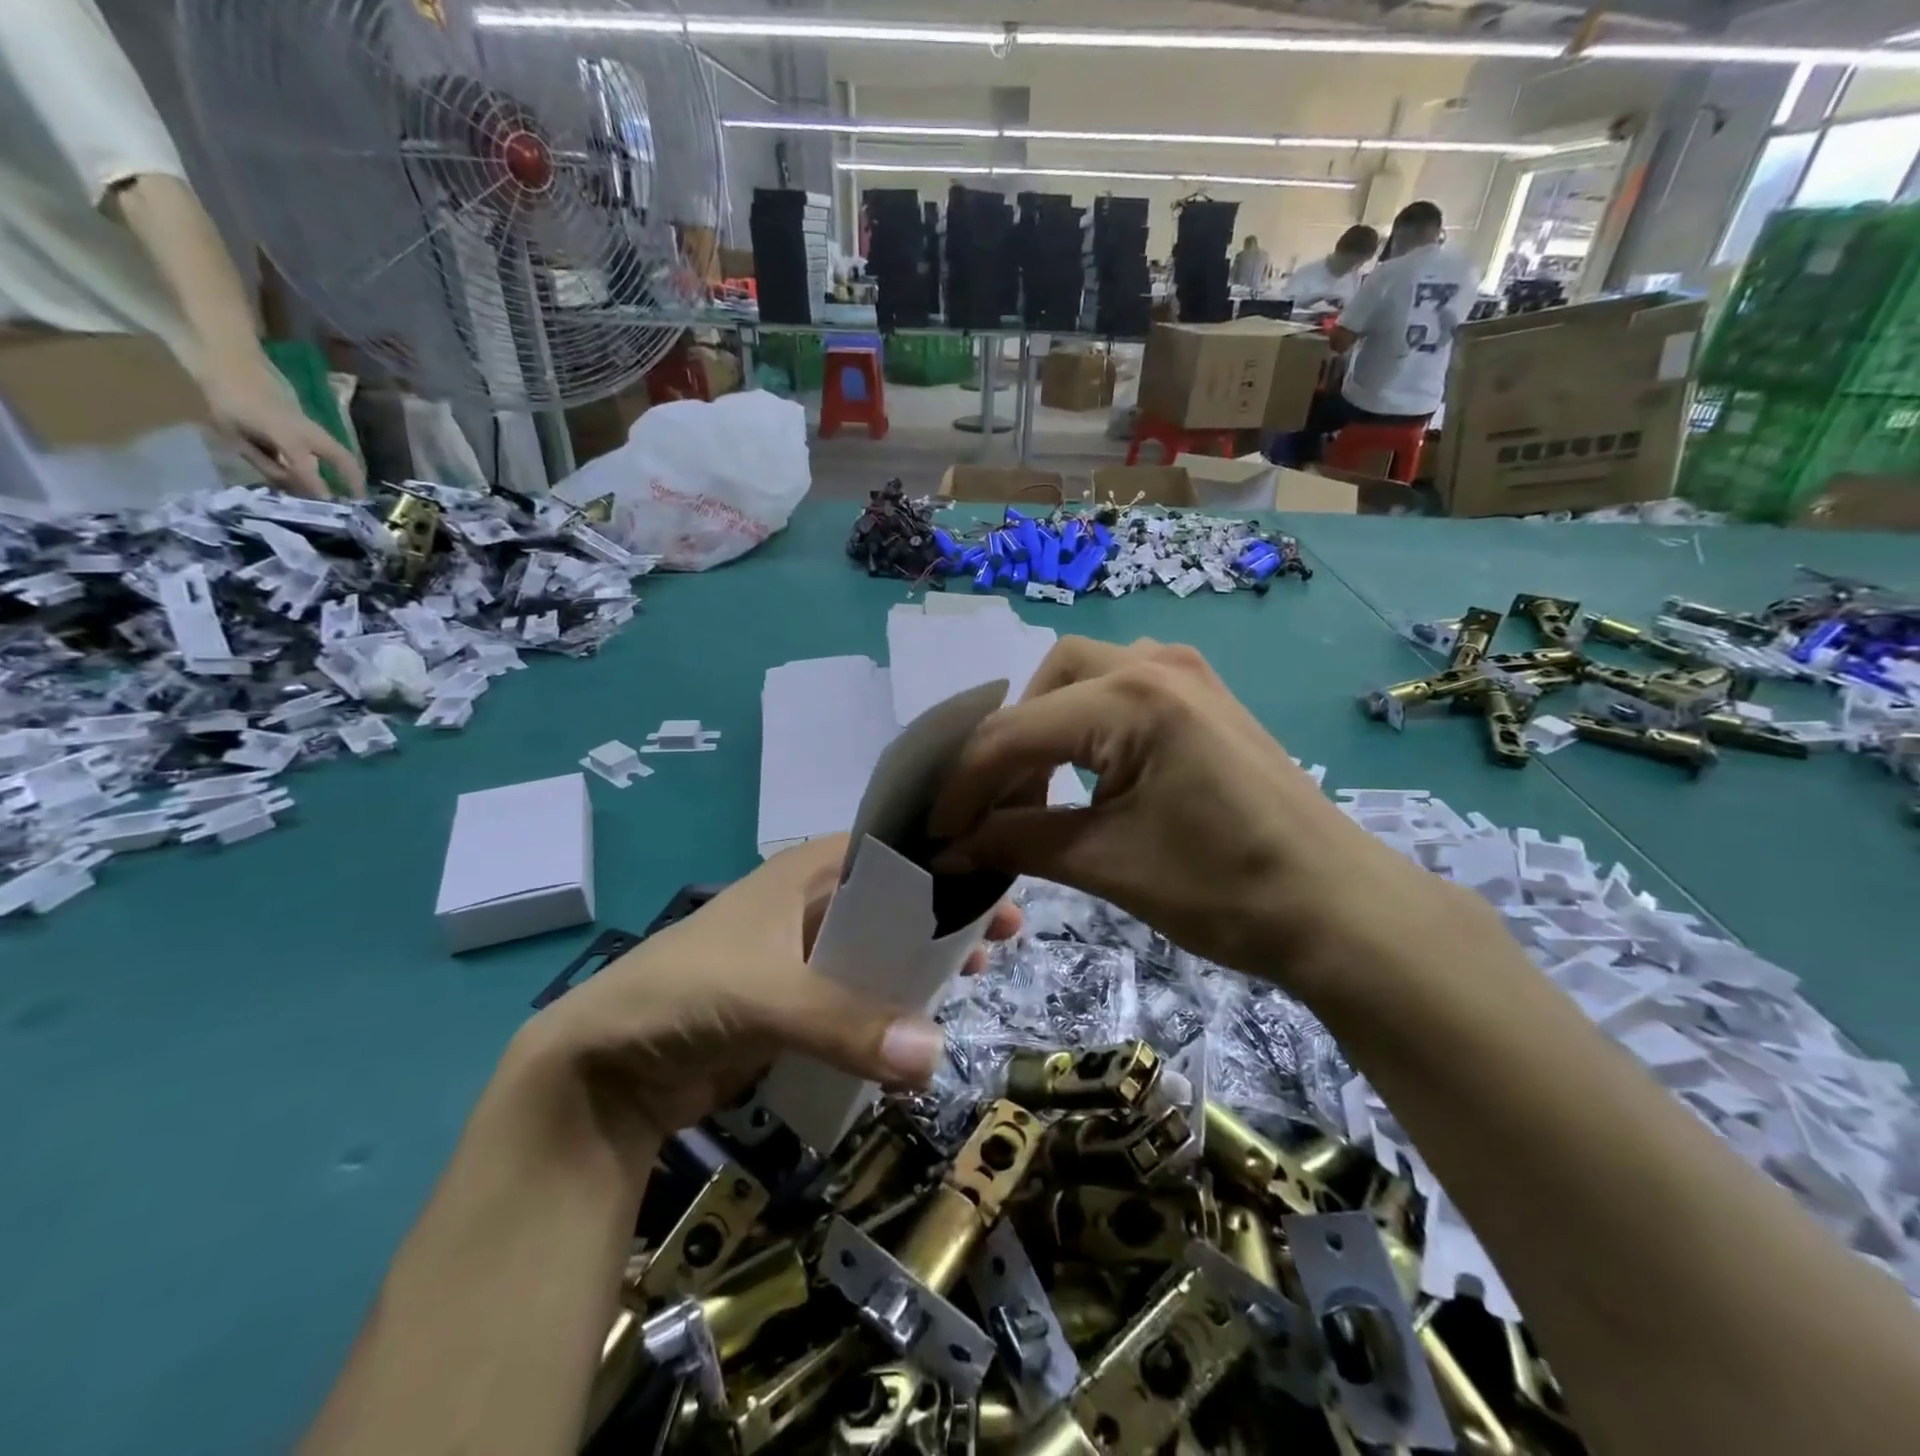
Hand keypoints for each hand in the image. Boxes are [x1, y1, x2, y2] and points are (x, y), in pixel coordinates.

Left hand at [202, 351, 366, 499]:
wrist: (229, 359)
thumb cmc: (225, 398)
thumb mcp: (234, 433)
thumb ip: (263, 461)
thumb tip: (289, 485)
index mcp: (286, 435)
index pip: (308, 470)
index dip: (319, 491)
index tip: (332, 511)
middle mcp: (308, 432)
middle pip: (342, 457)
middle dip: (354, 479)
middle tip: (361, 500)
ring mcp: (311, 425)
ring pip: (340, 451)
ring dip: (349, 471)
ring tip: (352, 490)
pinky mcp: (308, 421)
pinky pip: (327, 445)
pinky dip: (334, 461)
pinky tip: (329, 471)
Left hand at [523, 836, 1020, 1138]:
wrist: (605, 1065)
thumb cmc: (685, 993)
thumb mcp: (767, 995)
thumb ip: (849, 1024)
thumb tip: (937, 1057)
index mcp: (806, 872)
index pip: (890, 849)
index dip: (944, 858)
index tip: (996, 879)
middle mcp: (810, 903)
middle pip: (894, 898)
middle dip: (945, 912)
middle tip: (1004, 933)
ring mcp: (803, 955)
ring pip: (880, 948)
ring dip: (923, 960)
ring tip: (975, 976)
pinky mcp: (797, 1003)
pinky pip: (859, 995)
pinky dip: (892, 1004)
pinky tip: (924, 1022)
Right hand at [929, 637, 1439, 984]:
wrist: (1337, 909)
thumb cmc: (1224, 890)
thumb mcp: (1105, 863)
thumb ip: (1015, 842)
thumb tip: (948, 848)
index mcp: (1131, 699)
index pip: (1014, 732)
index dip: (964, 786)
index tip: (936, 833)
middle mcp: (1155, 664)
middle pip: (1045, 681)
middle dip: (1008, 742)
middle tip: (995, 805)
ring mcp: (1187, 673)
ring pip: (1083, 675)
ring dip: (1047, 725)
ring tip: (1036, 788)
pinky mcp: (1204, 696)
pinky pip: (1121, 687)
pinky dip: (1087, 722)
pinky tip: (1088, 769)